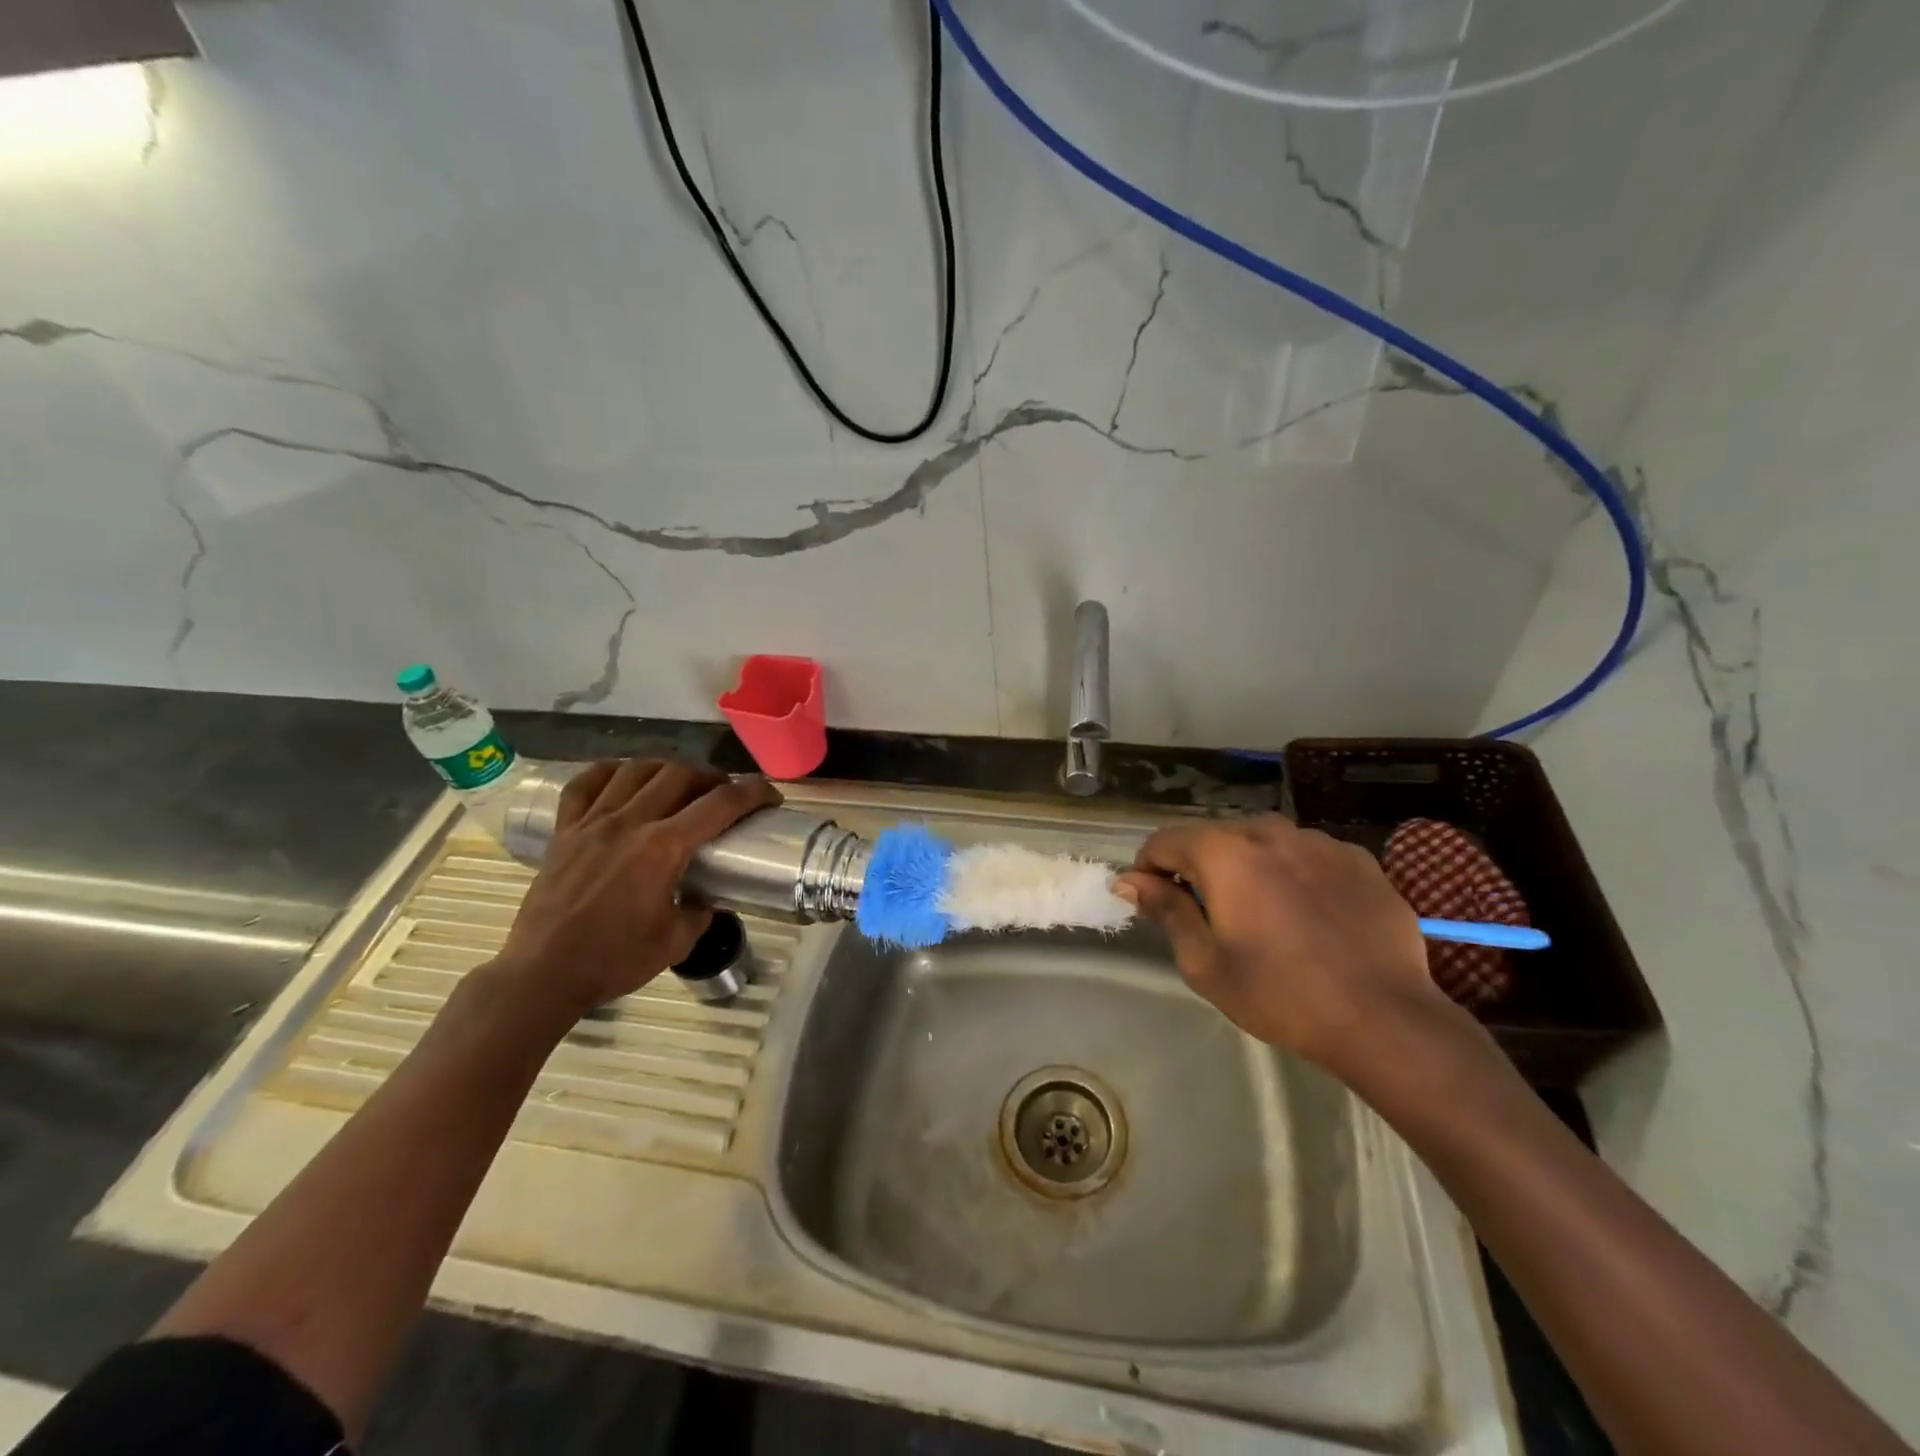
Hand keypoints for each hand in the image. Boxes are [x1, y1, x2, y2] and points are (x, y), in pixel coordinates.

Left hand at [495, 759, 780, 1018]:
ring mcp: (592, 823)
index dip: (752, 792)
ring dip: (666, 768)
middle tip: (723, 791)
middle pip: (679, 774)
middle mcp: (630, 823)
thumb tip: (705, 897)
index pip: (719, 805)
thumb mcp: (676, 942)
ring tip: (678, 782)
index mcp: (663, 848)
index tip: (769, 794)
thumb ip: (699, 911)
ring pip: (635, 770)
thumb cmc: (613, 960)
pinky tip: (623, 777)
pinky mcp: (564, 832)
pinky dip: (609, 772)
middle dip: (711, 776)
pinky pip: (584, 785)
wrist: (542, 974)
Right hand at [1116, 816, 1457, 1077]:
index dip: (1149, 868)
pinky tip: (1308, 914)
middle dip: (1199, 867)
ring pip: (1262, 841)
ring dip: (1248, 866)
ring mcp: (1318, 840)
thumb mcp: (1205, 962)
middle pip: (1214, 836)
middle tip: (1209, 915)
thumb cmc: (1280, 995)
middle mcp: (1269, 831)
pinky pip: (1306, 853)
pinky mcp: (1357, 857)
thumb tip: (1130, 880)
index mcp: (1224, 853)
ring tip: (1263, 914)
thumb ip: (1166, 910)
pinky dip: (1292, 872)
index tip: (1154, 901)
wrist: (1385, 1019)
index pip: (1164, 840)